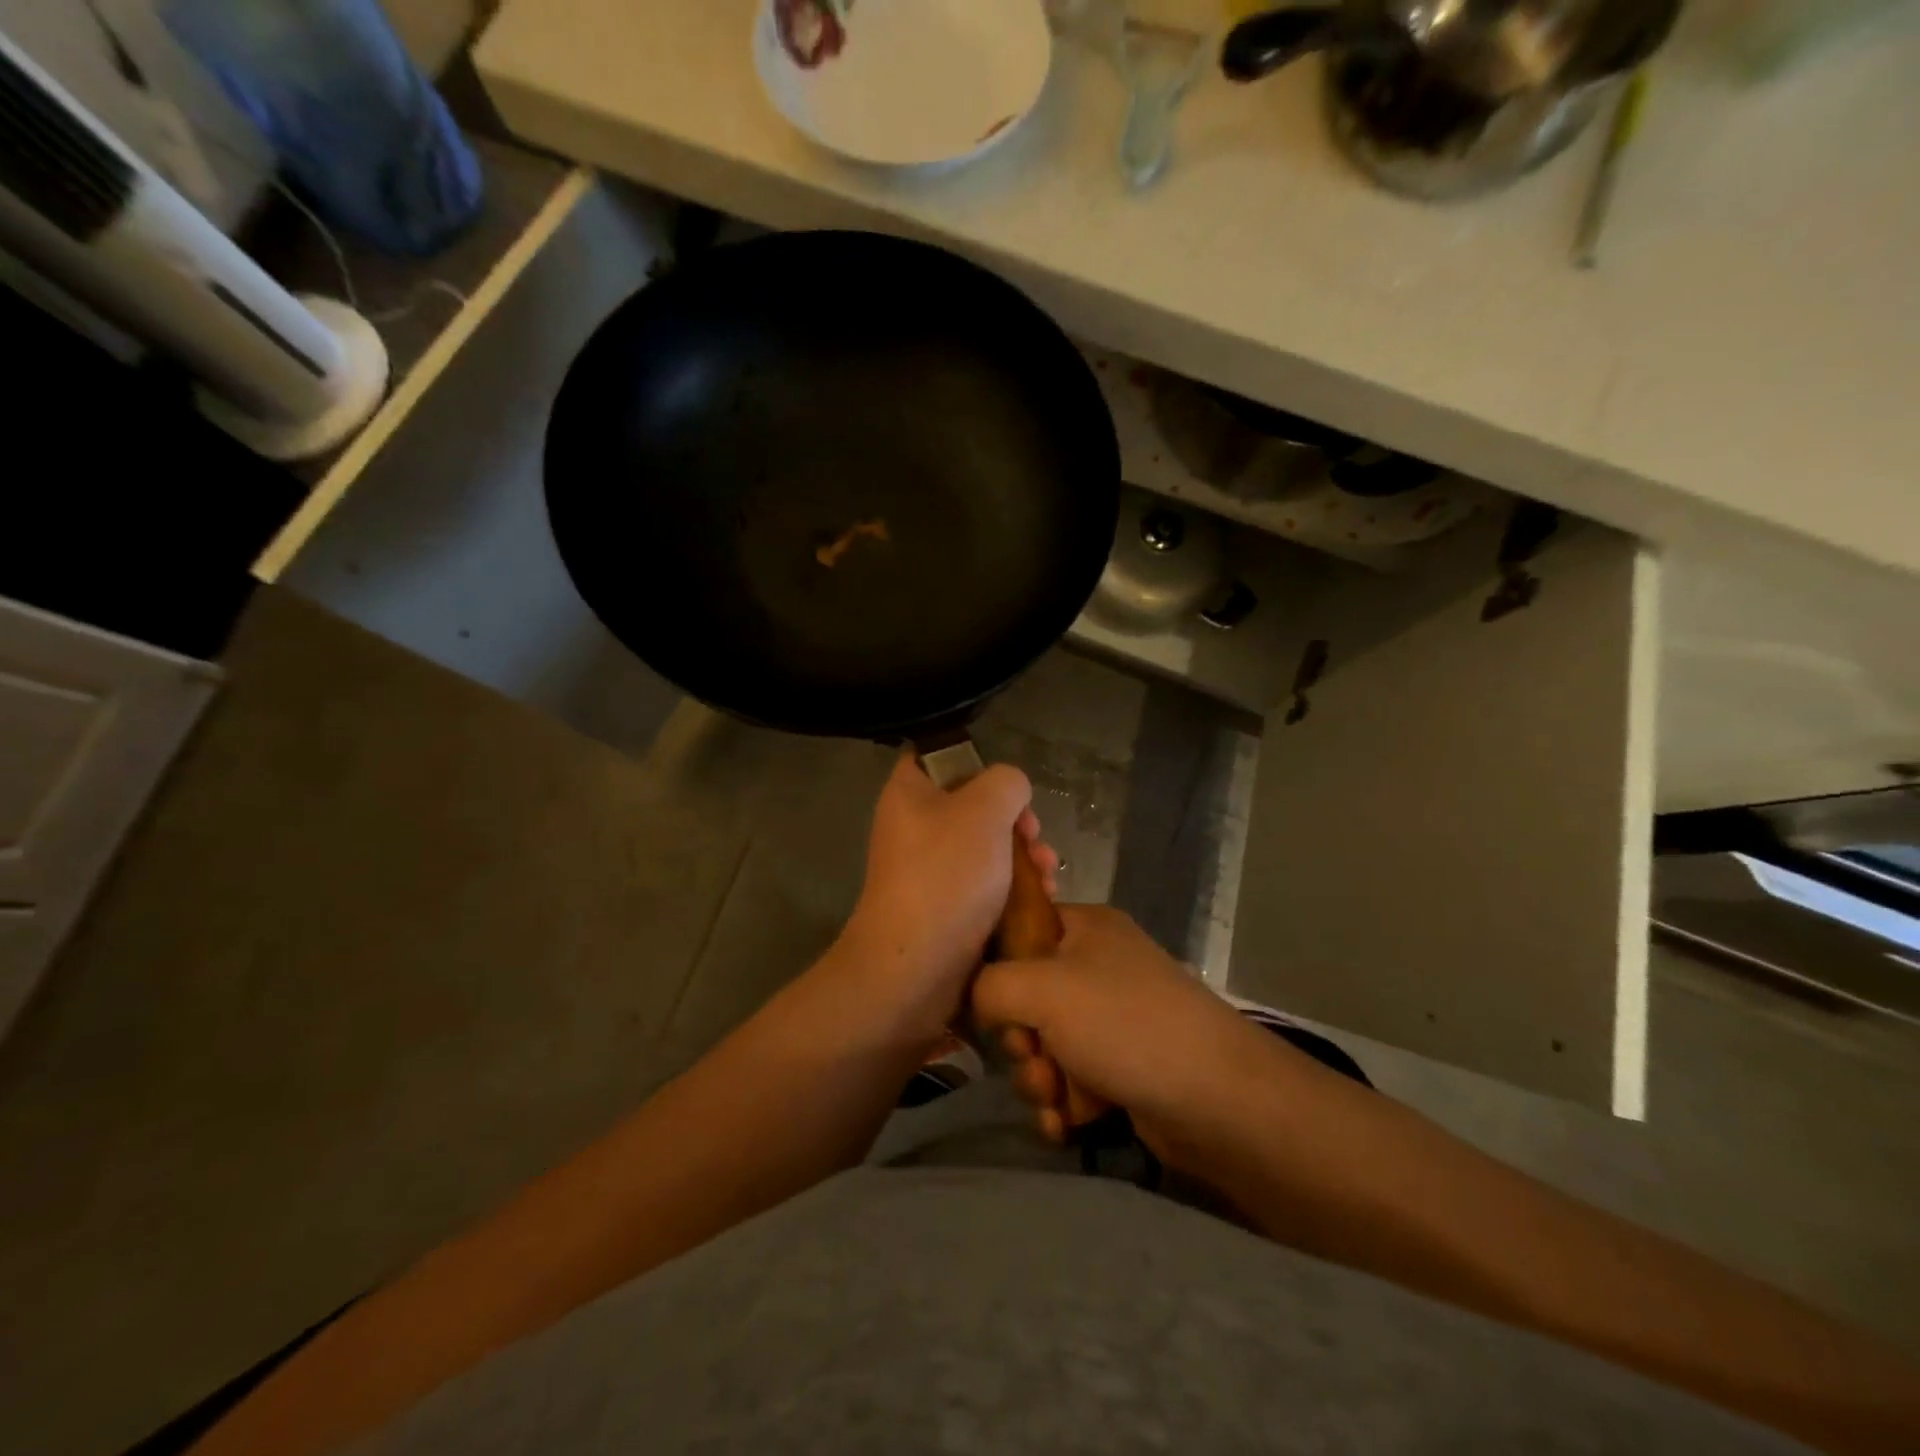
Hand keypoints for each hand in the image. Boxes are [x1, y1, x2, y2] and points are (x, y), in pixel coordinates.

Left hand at [840, 753, 1057, 1036]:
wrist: (916, 966)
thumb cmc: (947, 875)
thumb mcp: (985, 810)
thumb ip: (1006, 783)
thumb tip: (1010, 791)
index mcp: (910, 792)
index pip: (938, 756)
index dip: (977, 762)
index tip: (1007, 786)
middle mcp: (915, 826)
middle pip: (975, 805)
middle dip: (1017, 820)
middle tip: (1035, 836)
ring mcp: (930, 869)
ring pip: (988, 848)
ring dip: (1025, 857)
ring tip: (1048, 873)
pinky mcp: (947, 906)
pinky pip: (986, 885)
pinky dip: (1015, 888)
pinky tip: (1043, 898)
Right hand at [970, 905, 1265, 1160]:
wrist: (1217, 1100)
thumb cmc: (1125, 1024)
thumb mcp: (1042, 988)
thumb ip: (989, 985)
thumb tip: (975, 999)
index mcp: (1084, 928)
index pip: (1018, 931)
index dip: (995, 967)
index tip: (990, 1003)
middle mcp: (1097, 966)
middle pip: (1026, 997)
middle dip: (1022, 1040)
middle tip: (1035, 1056)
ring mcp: (1113, 1019)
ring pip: (1045, 1045)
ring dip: (1041, 1078)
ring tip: (1059, 1097)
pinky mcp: (1123, 1066)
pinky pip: (1071, 1079)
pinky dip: (1065, 1102)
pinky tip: (1069, 1123)